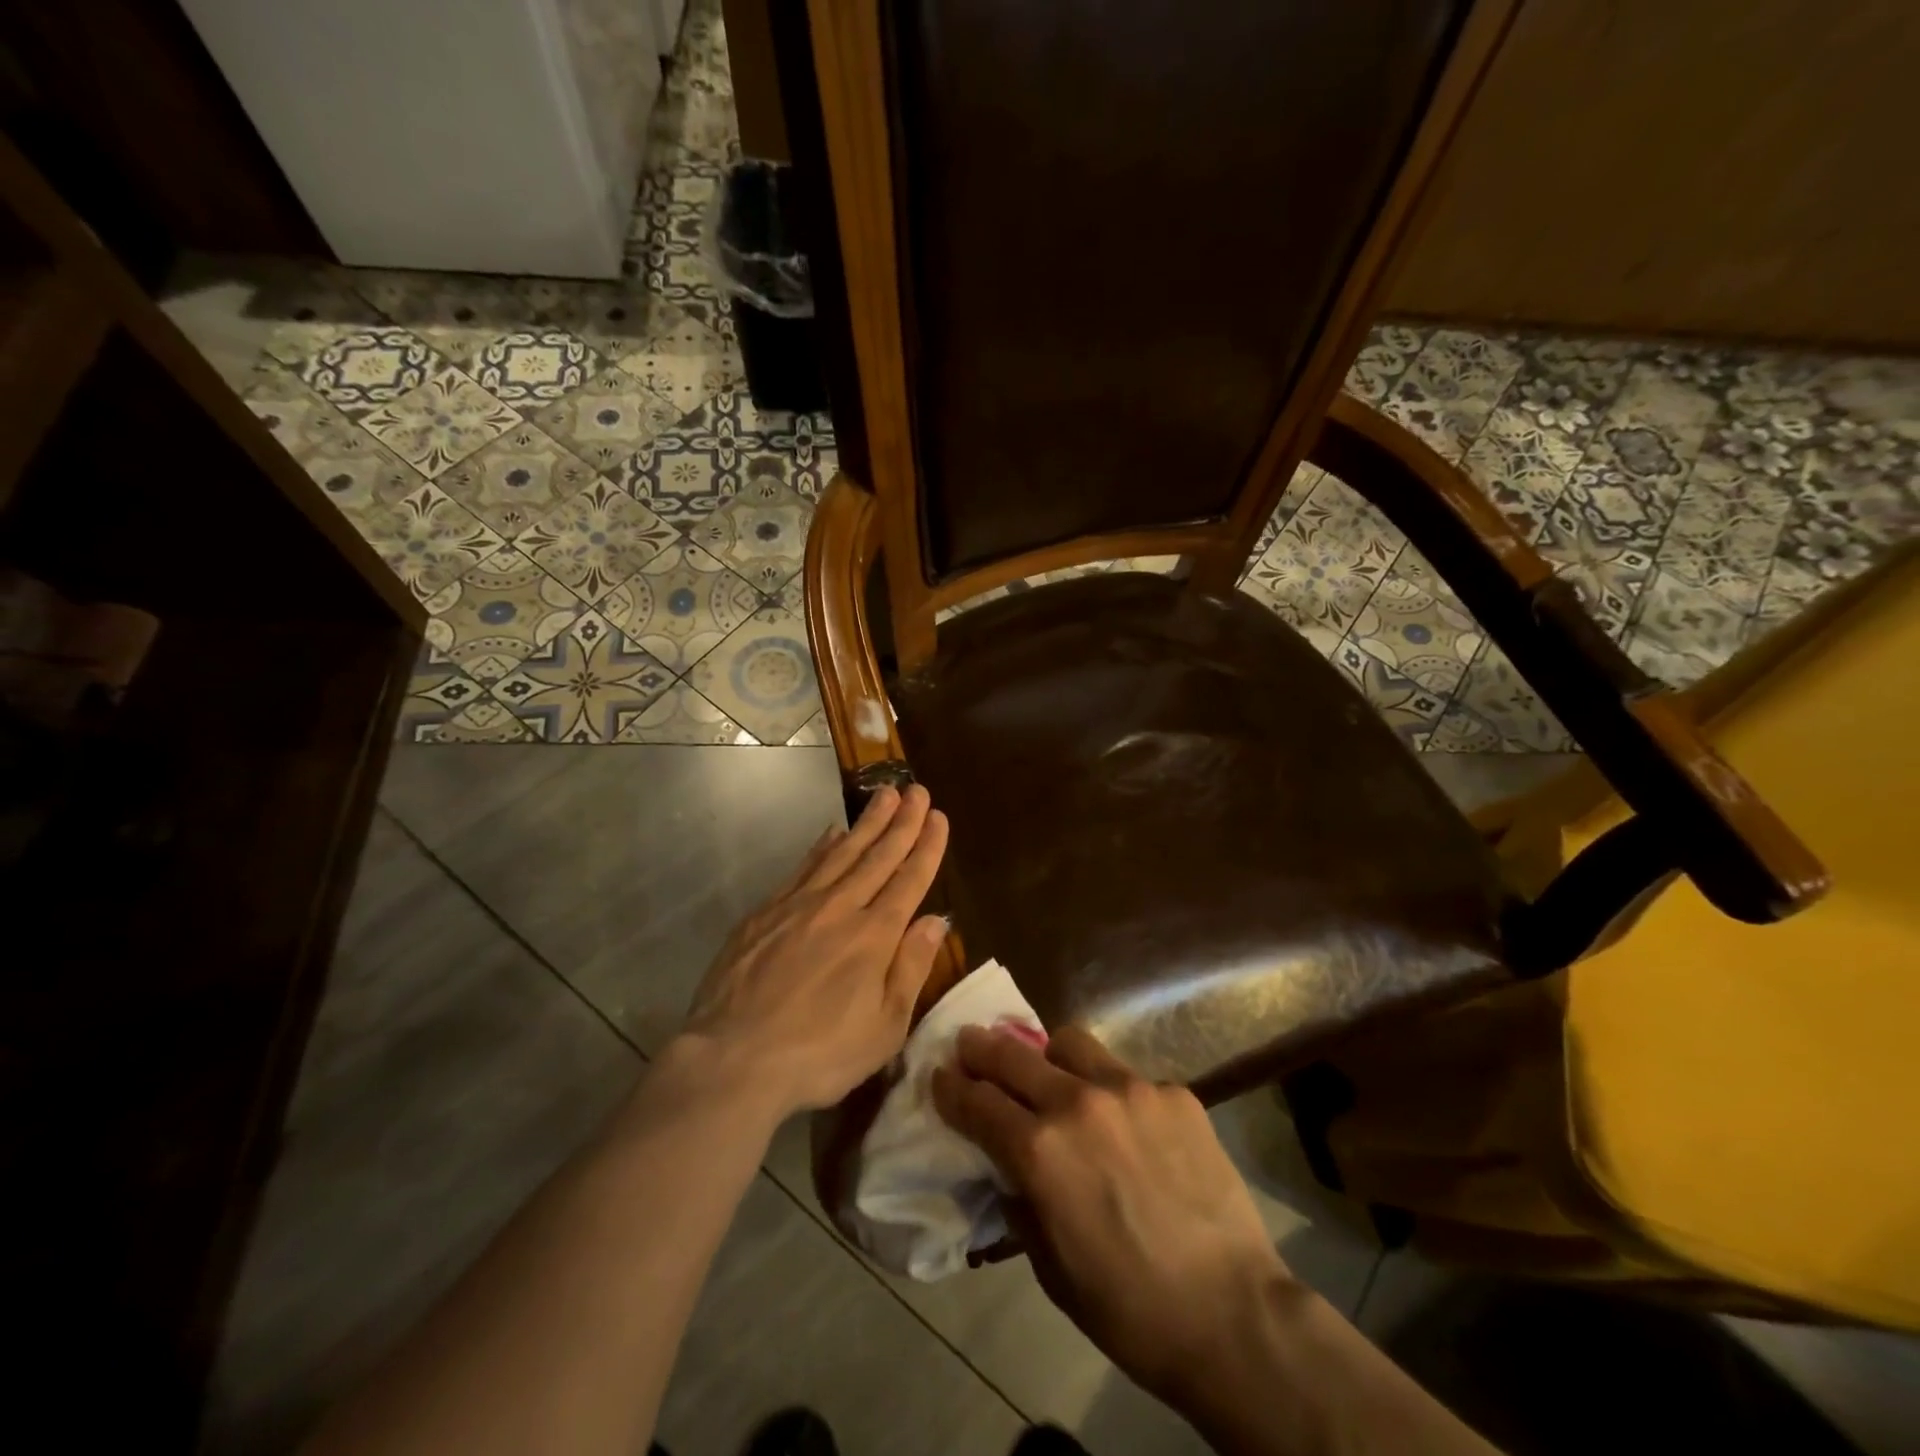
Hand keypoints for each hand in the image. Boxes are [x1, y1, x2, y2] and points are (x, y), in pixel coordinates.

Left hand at [680, 785, 949, 1118]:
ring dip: (867, 823)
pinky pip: (803, 868)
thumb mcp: (884, 1027)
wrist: (733, 1059)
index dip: (926, 846)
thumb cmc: (819, 1054)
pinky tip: (832, 832)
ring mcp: (799, 905)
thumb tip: (936, 920)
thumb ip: (911, 967)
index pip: (909, 879)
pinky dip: (822, 846)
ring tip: (885, 795)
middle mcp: (841, 908)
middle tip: (916, 790)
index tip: (938, 816)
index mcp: (875, 936)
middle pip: (878, 856)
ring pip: (841, 852)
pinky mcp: (765, 912)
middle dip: (902, 822)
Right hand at [931, 1025, 1292, 1404]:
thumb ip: (1020, 1199)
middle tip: (970, 1043)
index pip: (976, 1101)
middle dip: (981, 1048)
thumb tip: (1008, 1166)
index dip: (951, 1087)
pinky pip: (1126, 1075)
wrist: (1232, 1315)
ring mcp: (1131, 1089)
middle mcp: (1078, 1103)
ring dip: (1048, 1055)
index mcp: (1040, 1151)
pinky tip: (1126, 1124)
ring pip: (1070, 1043)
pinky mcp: (1174, 1092)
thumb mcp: (1049, 1266)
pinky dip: (1111, 1091)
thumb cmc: (1129, 1309)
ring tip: (1051, 1072)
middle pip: (1012, 1055)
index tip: (940, 1075)